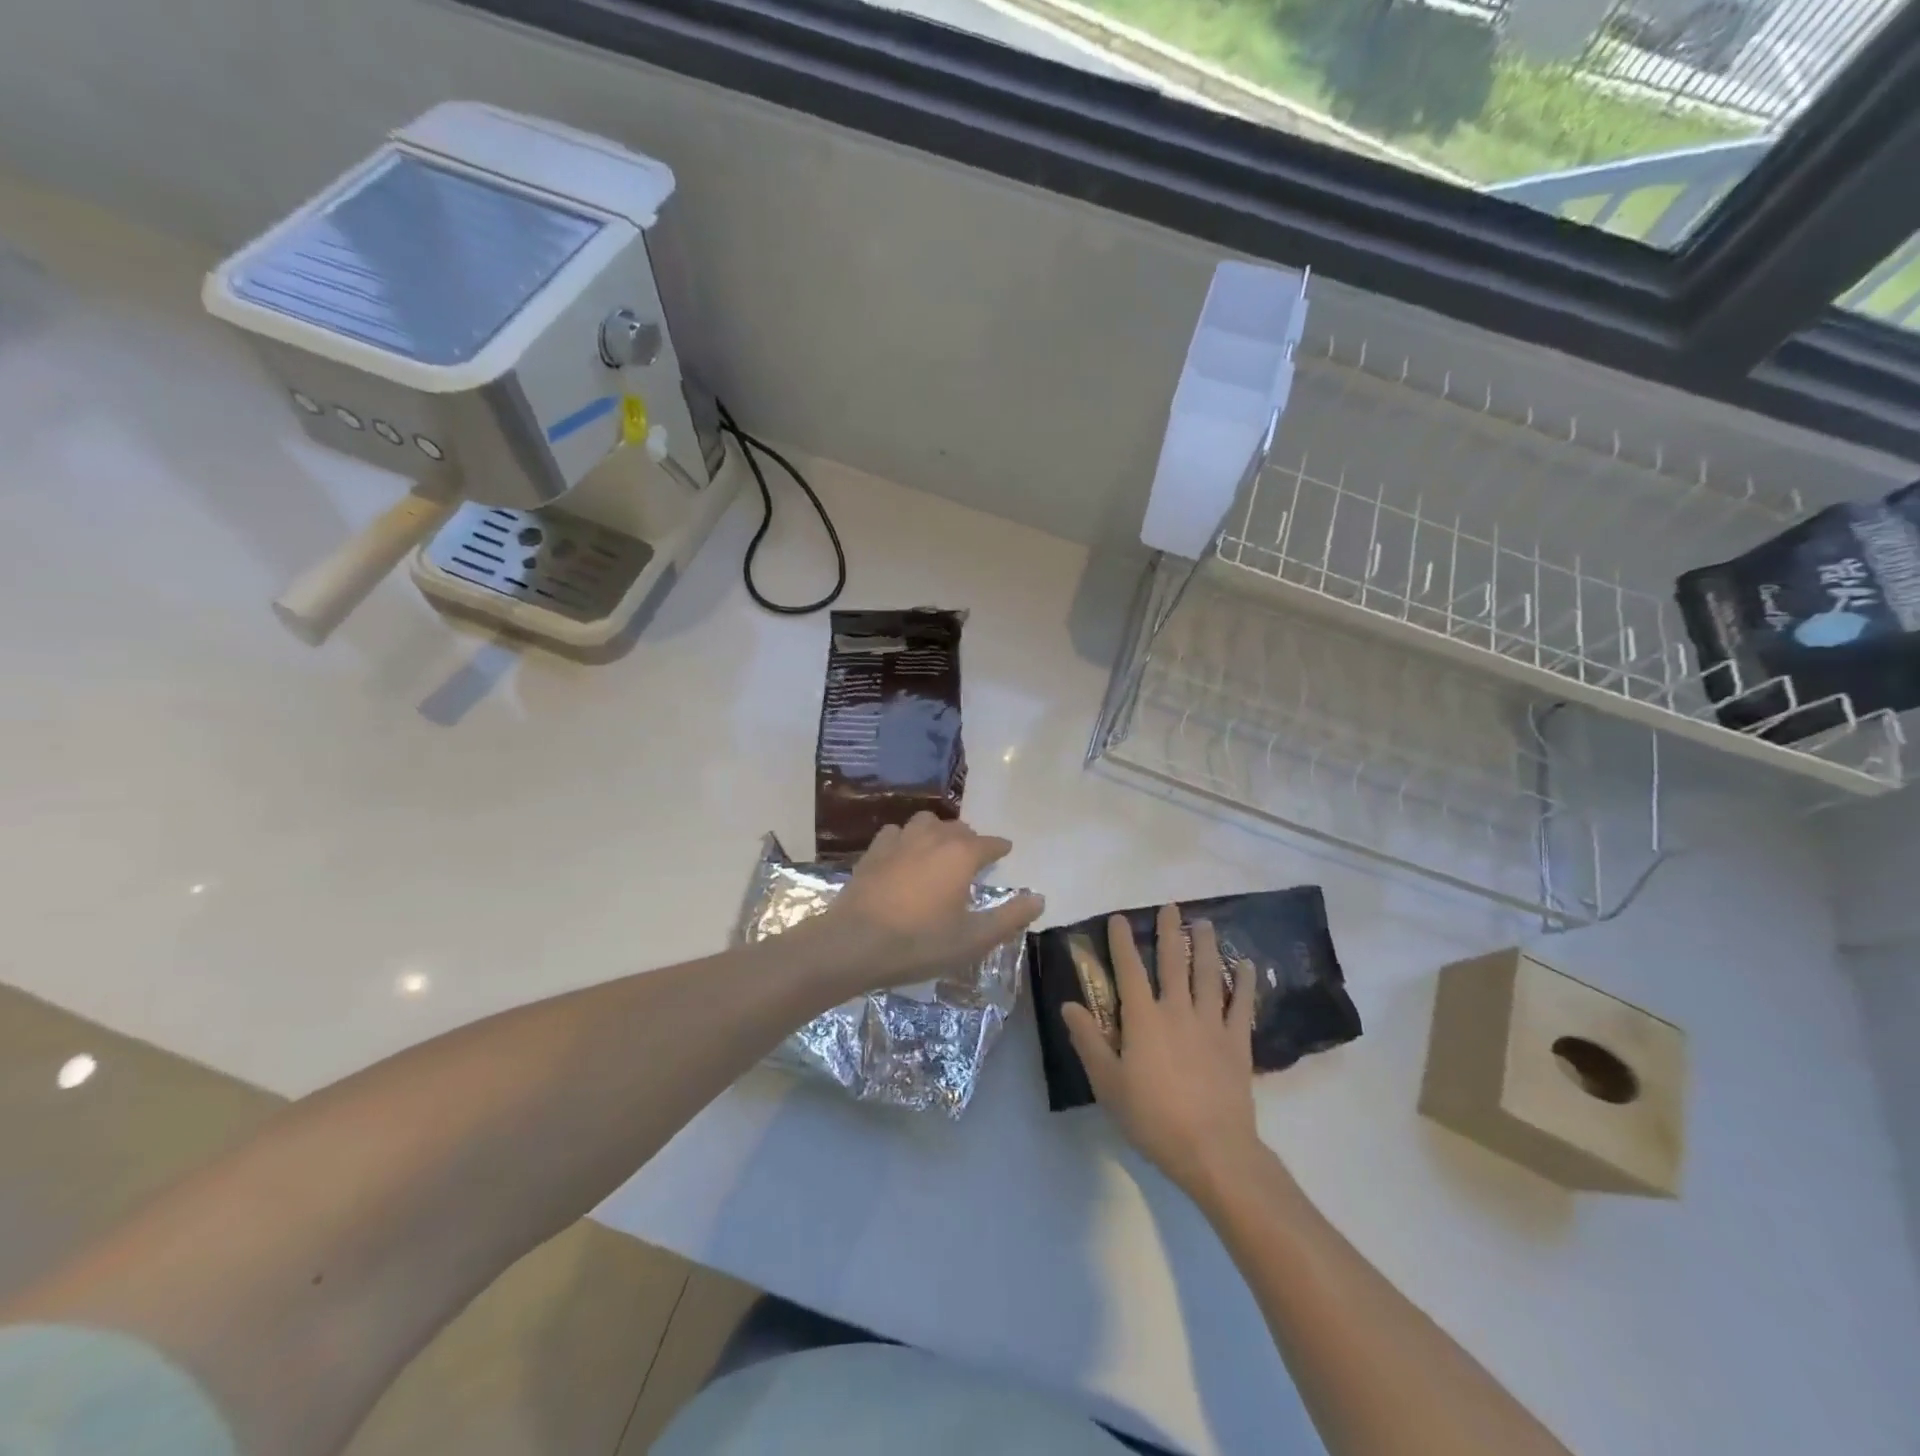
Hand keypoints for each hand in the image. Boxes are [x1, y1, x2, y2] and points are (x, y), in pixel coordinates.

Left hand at [818, 813, 1044, 992]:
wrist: (853, 943)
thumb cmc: (919, 943)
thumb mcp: (972, 939)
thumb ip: (1009, 917)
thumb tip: (1039, 898)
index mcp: (961, 855)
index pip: (989, 843)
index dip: (999, 848)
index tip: (1005, 851)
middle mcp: (933, 838)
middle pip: (958, 829)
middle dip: (970, 840)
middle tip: (973, 858)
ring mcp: (899, 841)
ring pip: (926, 823)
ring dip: (937, 832)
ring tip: (939, 851)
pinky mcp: (873, 851)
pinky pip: (896, 833)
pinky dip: (906, 839)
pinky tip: (903, 855)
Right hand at [1062, 905, 1263, 1204]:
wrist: (1212, 1150)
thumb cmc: (1153, 1118)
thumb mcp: (1108, 1084)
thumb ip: (1088, 1041)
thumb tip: (1068, 1005)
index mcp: (1143, 1019)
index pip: (1129, 970)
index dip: (1123, 942)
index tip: (1120, 918)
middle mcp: (1177, 1011)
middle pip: (1173, 963)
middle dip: (1170, 933)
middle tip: (1170, 907)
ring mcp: (1211, 1024)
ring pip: (1208, 975)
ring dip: (1205, 946)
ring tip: (1204, 923)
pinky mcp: (1237, 1043)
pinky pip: (1242, 1006)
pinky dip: (1245, 983)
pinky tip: (1247, 966)